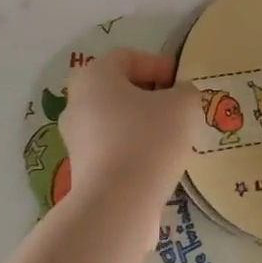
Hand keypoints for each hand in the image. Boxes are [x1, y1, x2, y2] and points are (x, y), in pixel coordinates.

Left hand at [58, 50, 197, 206]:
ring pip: (117, 122)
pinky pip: (114, 150)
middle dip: (152, 97)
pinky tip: (158, 165)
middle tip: (180, 111)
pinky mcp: (82, 170)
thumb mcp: (183, 105)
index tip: (183, 84)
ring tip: (174, 141)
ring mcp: (75, 139)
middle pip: (120, 90)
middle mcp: (76, 103)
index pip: (128, 57)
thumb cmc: (149, 139)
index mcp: (93, 76)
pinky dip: (135, 152)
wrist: (118, 204)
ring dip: (144, 126)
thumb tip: (179, 97)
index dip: (159, 65)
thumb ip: (186, 92)